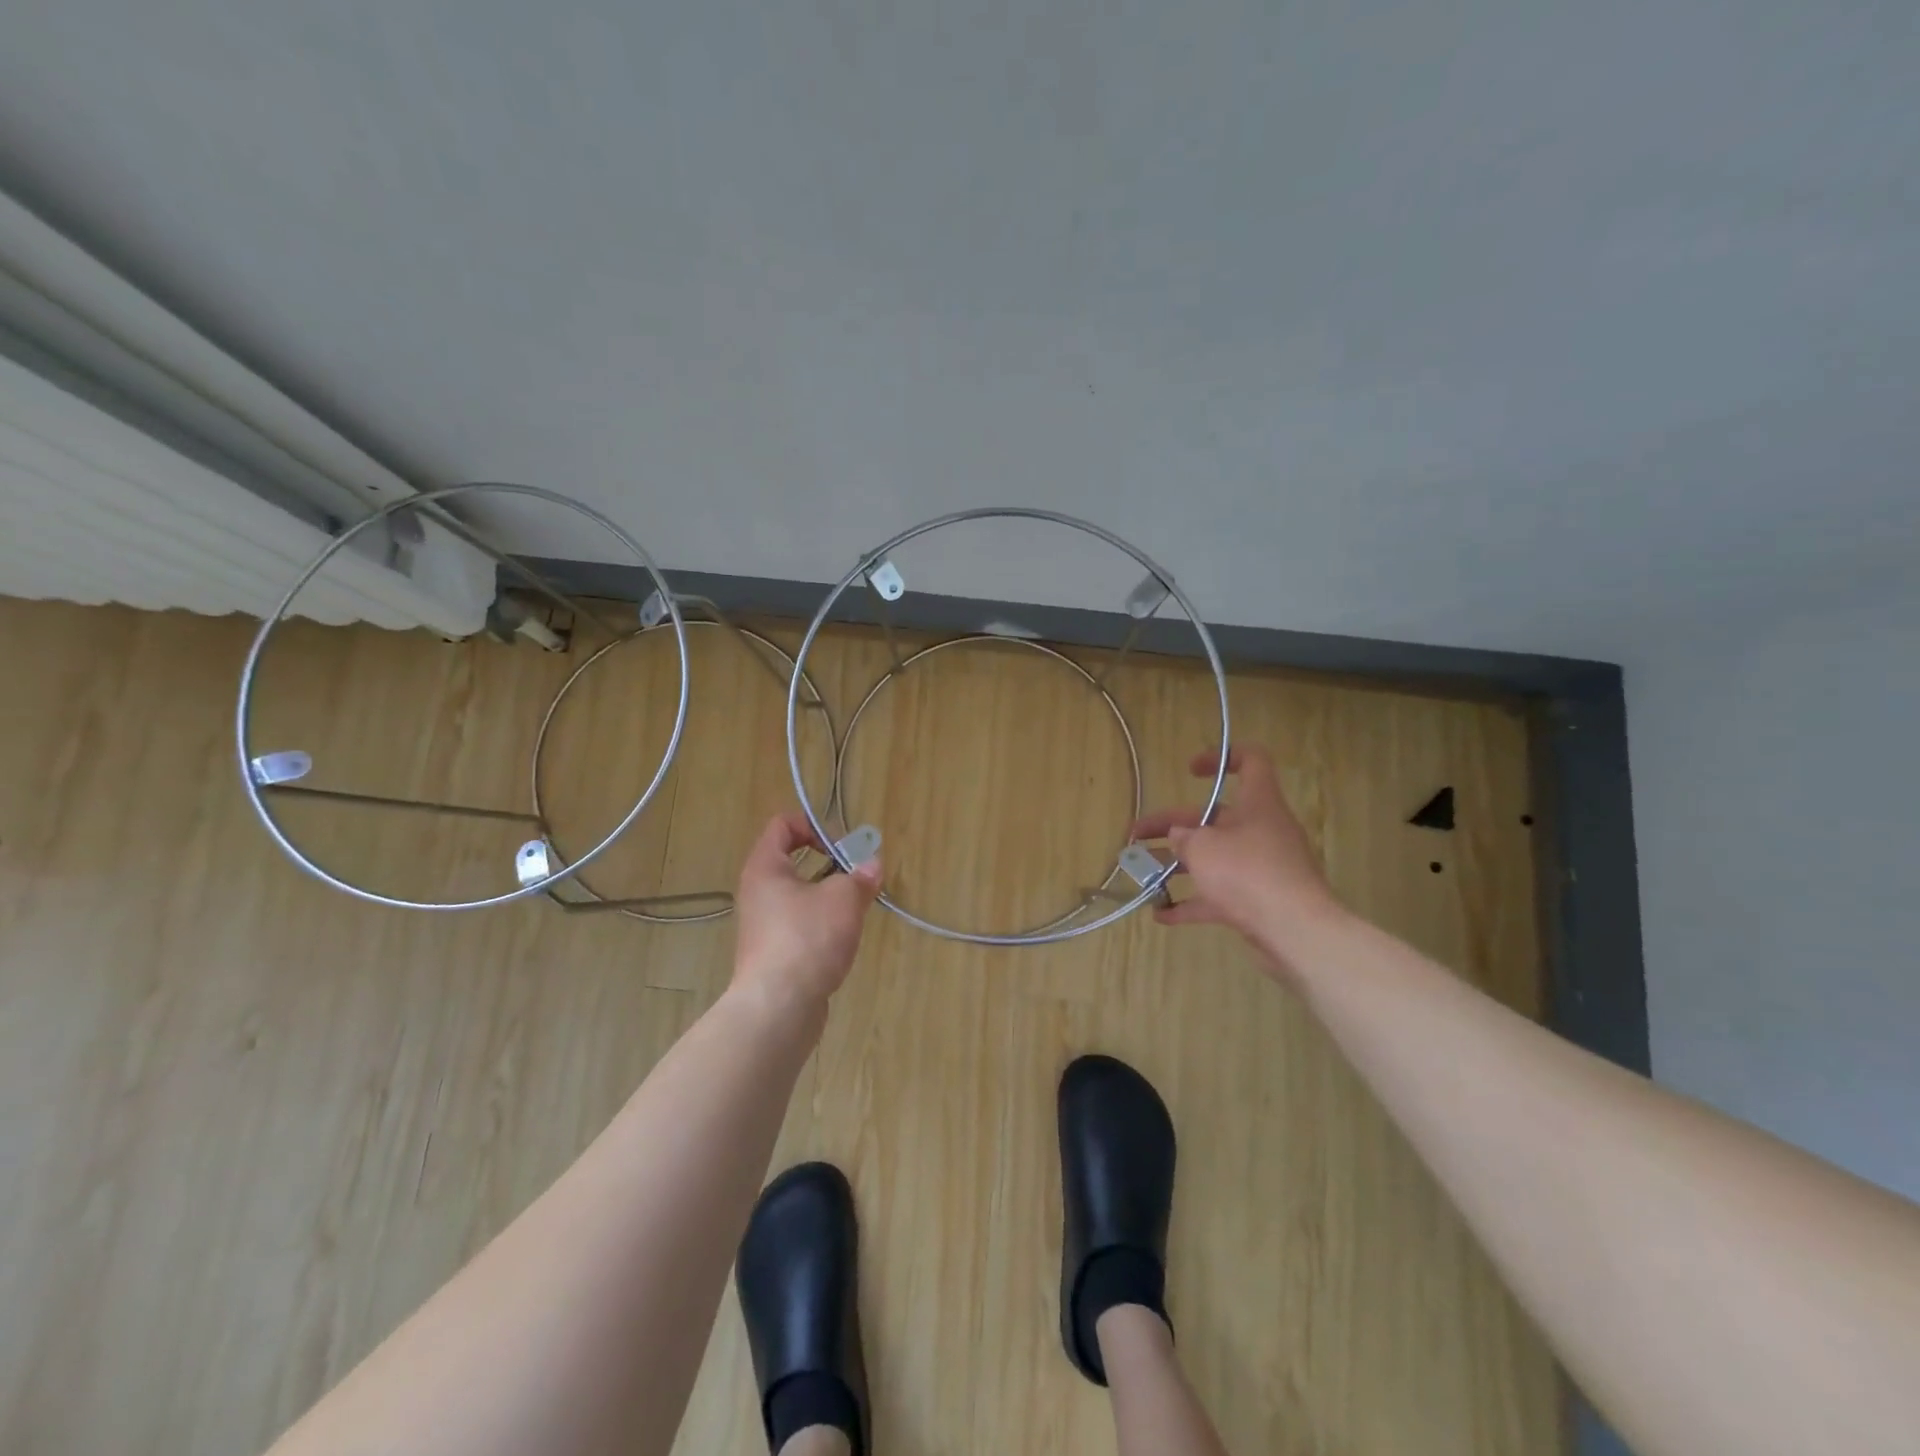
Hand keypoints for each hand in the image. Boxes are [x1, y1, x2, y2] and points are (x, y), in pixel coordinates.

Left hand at [731, 813, 882, 1013]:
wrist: (778, 1008)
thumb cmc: (807, 939)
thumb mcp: (843, 899)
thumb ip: (860, 877)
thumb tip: (872, 865)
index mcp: (765, 868)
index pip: (782, 826)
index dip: (814, 826)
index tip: (842, 846)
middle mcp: (757, 893)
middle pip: (792, 861)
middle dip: (829, 865)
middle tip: (856, 876)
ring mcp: (763, 926)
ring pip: (799, 896)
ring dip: (828, 897)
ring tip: (855, 909)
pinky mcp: (773, 954)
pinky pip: (799, 926)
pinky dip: (822, 925)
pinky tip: (843, 940)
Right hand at [1131, 746, 1339, 973]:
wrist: (1295, 932)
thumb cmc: (1248, 873)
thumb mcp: (1204, 847)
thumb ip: (1184, 838)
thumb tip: (1178, 837)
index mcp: (1258, 804)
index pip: (1252, 762)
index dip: (1222, 757)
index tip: (1190, 771)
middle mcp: (1262, 830)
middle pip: (1215, 818)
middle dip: (1172, 825)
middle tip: (1136, 836)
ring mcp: (1262, 868)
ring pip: (1214, 857)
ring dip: (1178, 864)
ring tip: (1142, 874)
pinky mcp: (1258, 900)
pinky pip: (1219, 895)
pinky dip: (1191, 902)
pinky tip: (1161, 915)